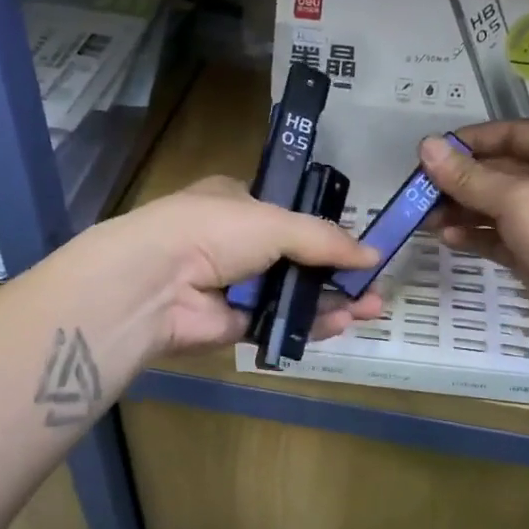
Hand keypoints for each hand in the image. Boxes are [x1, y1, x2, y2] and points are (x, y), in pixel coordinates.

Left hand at [103, 176, 384, 353]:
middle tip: (374, 289)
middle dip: (337, 274)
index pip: (289, 217)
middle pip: (297, 260)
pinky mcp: (233, 323)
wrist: (154, 283)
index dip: (325, 233)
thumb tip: (373, 254)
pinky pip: (278, 322)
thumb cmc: (213, 232)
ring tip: (370, 310)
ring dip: (330, 301)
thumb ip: (325, 239)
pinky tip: (341, 324)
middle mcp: (236, 243)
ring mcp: (234, 285)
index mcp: (238, 204)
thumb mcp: (275, 223)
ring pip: (291, 294)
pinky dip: (308, 324)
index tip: (358, 250)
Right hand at [418, 123, 528, 362]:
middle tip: (419, 189)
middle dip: (461, 180)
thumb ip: (468, 175)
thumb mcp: (517, 198)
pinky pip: (500, 237)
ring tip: (425, 217)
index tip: (432, 151)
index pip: (515, 134)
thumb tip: (426, 146)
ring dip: (462, 210)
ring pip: (497, 207)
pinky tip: (447, 238)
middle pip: (503, 171)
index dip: (473, 141)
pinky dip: (475, 235)